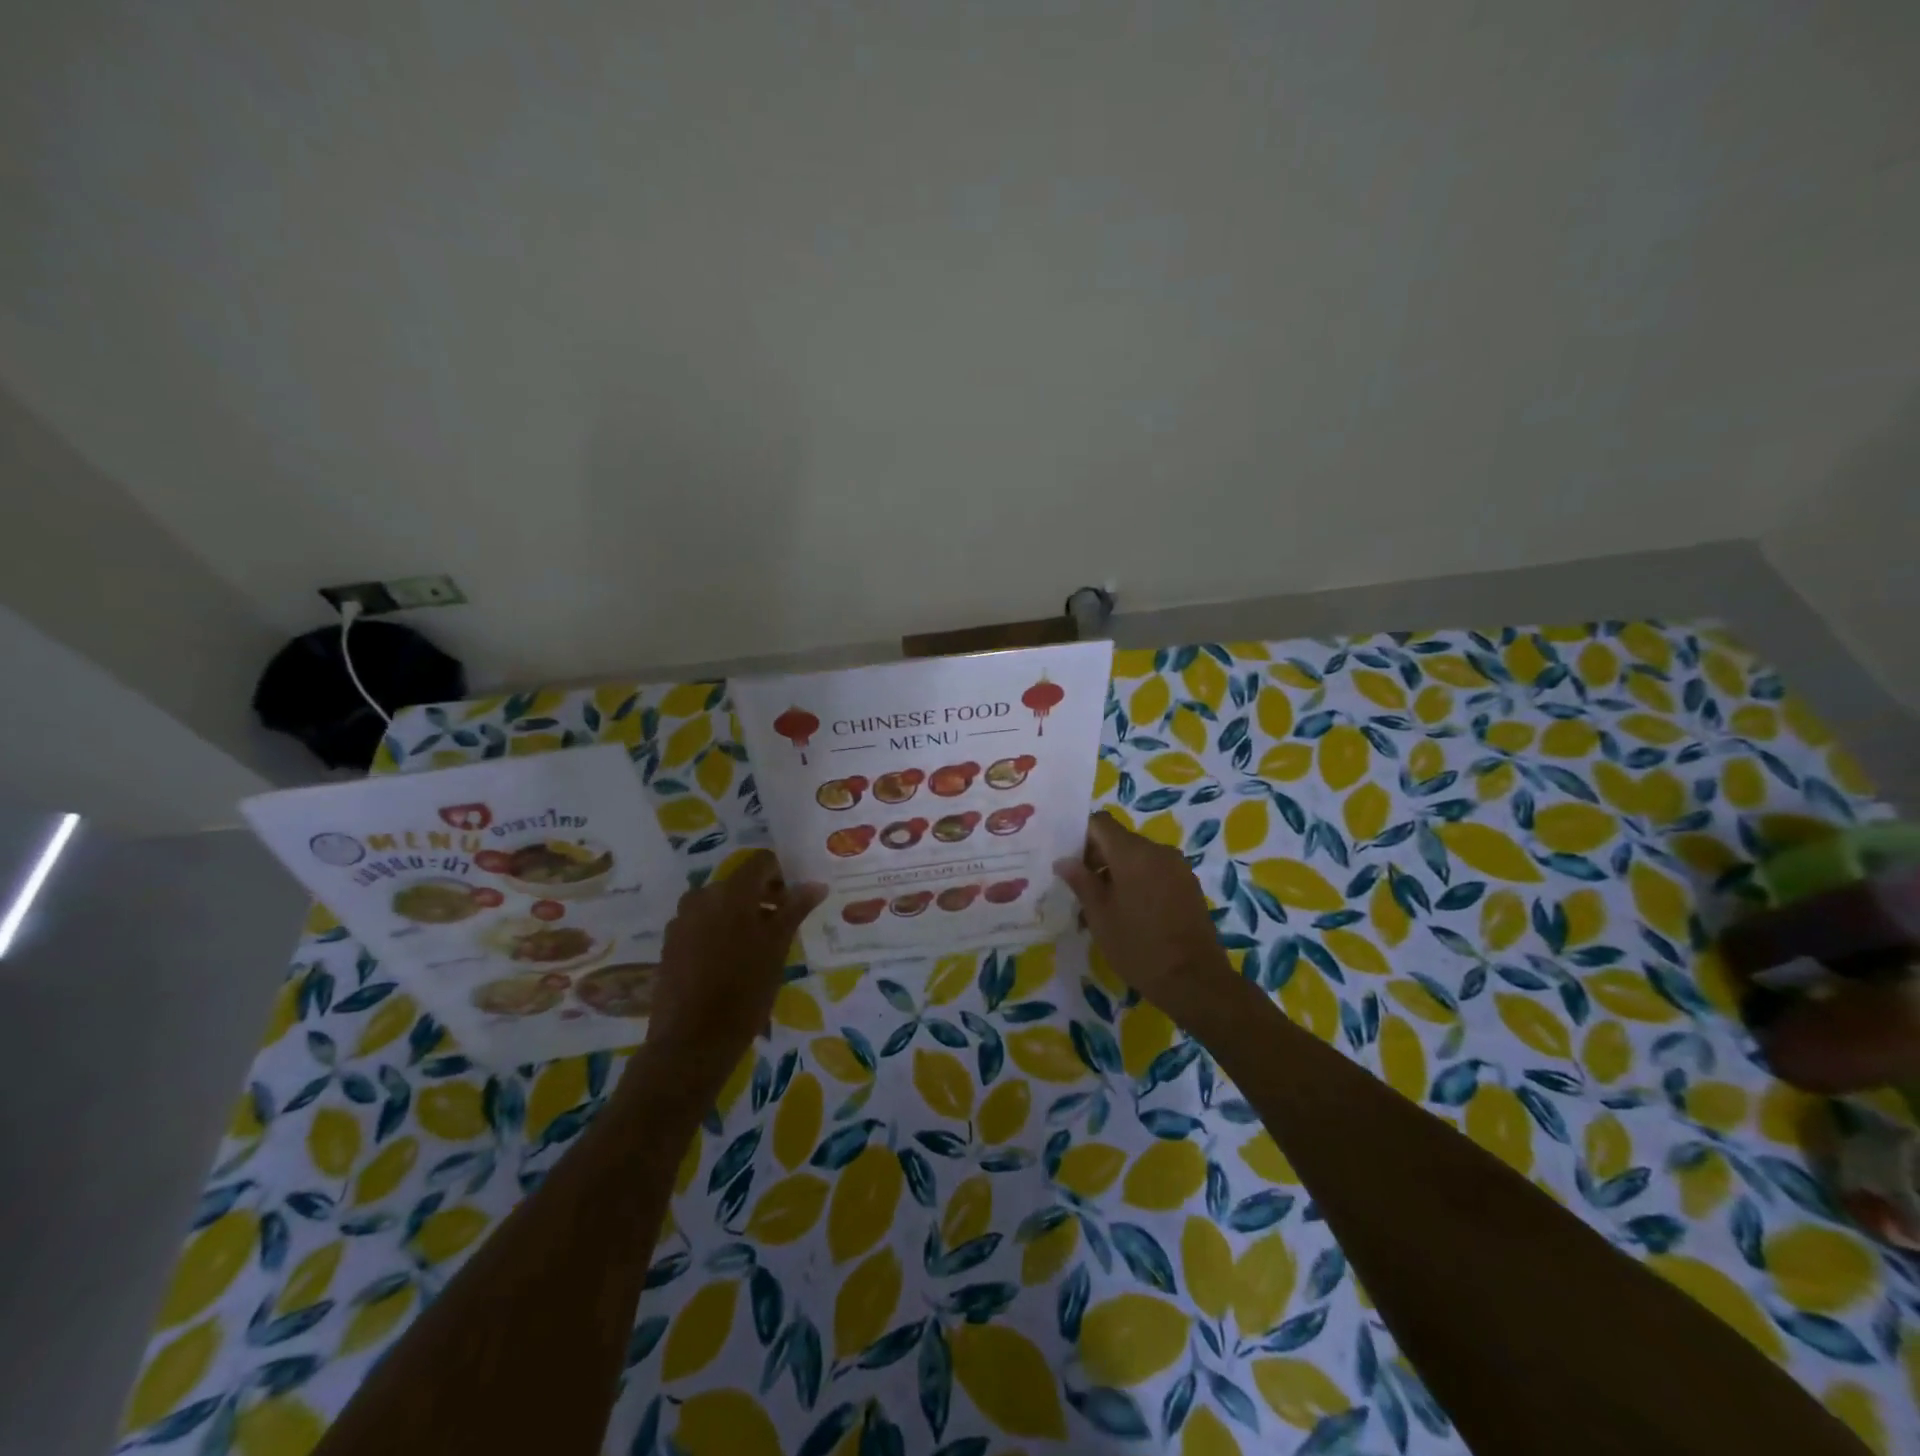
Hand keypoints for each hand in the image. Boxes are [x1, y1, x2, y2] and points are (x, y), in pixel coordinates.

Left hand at [647, 852, 825, 1068]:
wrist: (692, 1040)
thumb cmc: (745, 990)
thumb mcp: (778, 947)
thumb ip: (795, 909)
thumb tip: (816, 884)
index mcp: (732, 892)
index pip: (761, 862)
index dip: (781, 875)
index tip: (794, 900)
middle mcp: (703, 896)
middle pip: (739, 883)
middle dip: (762, 898)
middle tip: (780, 927)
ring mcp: (682, 920)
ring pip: (719, 904)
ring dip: (739, 915)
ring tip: (755, 948)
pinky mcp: (670, 943)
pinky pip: (700, 924)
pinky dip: (718, 931)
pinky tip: (728, 963)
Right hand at [1054, 811, 1240, 1024]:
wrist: (1194, 980)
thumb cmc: (1138, 946)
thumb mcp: (1099, 915)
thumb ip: (1080, 881)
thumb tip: (1064, 860)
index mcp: (1133, 852)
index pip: (1100, 823)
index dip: (1080, 837)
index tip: (1070, 863)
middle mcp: (1158, 851)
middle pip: (1119, 840)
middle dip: (1097, 859)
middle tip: (1081, 890)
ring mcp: (1177, 867)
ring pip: (1138, 858)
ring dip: (1117, 873)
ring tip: (1103, 908)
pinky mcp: (1189, 885)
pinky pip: (1156, 872)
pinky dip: (1138, 882)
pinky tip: (1130, 913)